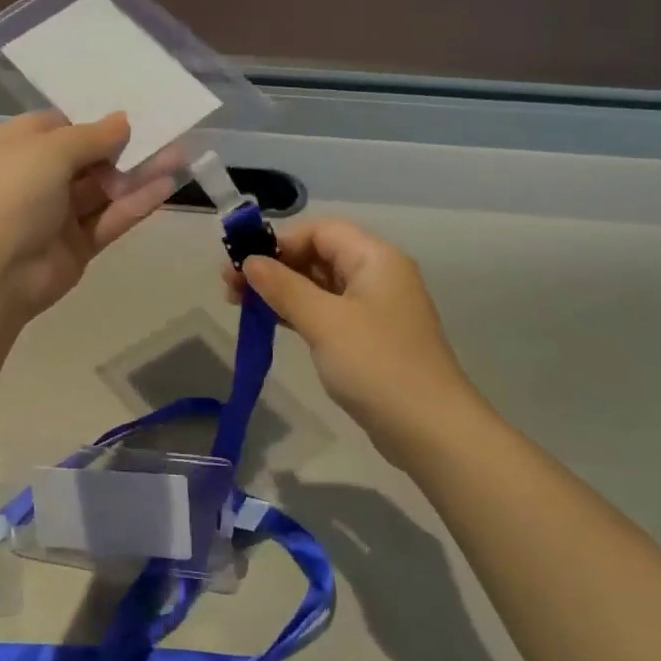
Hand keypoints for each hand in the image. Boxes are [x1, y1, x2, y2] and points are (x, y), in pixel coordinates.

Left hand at [0, 111, 176, 318]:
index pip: (58, 126)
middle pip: (86, 158)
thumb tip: (123, 121)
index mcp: (14, 148)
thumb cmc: (13, 193)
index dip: (93, 119)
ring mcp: (56, 215)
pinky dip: (136, 204)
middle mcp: (34, 178)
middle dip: (125, 147)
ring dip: (138, 174)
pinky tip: (167, 187)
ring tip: (179, 156)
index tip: (132, 112)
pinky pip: (109, 219)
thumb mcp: (50, 150)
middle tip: (166, 133)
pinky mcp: (77, 245)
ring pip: (103, 189)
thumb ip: (92, 135)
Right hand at [224, 219, 478, 459]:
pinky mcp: (370, 338)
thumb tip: (249, 261)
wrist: (429, 429)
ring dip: (282, 290)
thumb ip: (283, 287)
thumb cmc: (376, 365)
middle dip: (275, 266)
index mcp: (375, 259)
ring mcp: (375, 309)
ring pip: (320, 285)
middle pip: (319, 254)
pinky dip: (299, 312)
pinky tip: (273, 322)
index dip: (279, 241)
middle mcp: (378, 275)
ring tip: (242, 305)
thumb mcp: (323, 321)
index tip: (242, 263)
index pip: (321, 231)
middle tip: (231, 288)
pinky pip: (328, 311)